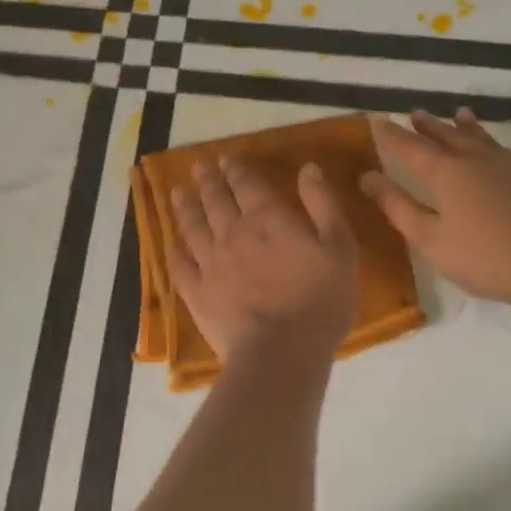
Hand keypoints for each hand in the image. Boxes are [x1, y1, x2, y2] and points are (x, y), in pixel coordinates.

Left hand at [168, 155, 358, 377]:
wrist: (281, 353)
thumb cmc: (319, 301)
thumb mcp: (339, 248)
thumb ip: (322, 205)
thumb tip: (307, 168)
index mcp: (267, 219)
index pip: (247, 185)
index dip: (235, 169)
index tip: (224, 158)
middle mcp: (233, 233)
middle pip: (216, 200)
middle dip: (207, 181)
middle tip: (198, 166)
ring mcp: (210, 263)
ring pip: (193, 227)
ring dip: (185, 207)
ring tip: (177, 192)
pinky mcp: (197, 293)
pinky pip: (180, 266)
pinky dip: (174, 251)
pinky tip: (171, 243)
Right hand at [362, 109, 510, 314]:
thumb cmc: (485, 258)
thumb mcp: (430, 239)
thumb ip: (397, 206)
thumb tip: (367, 176)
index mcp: (445, 172)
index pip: (408, 146)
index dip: (390, 134)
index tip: (375, 119)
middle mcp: (474, 158)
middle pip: (445, 135)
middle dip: (427, 126)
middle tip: (415, 113)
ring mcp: (508, 163)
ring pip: (479, 137)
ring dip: (463, 126)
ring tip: (458, 114)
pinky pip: (503, 148)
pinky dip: (491, 141)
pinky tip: (495, 149)